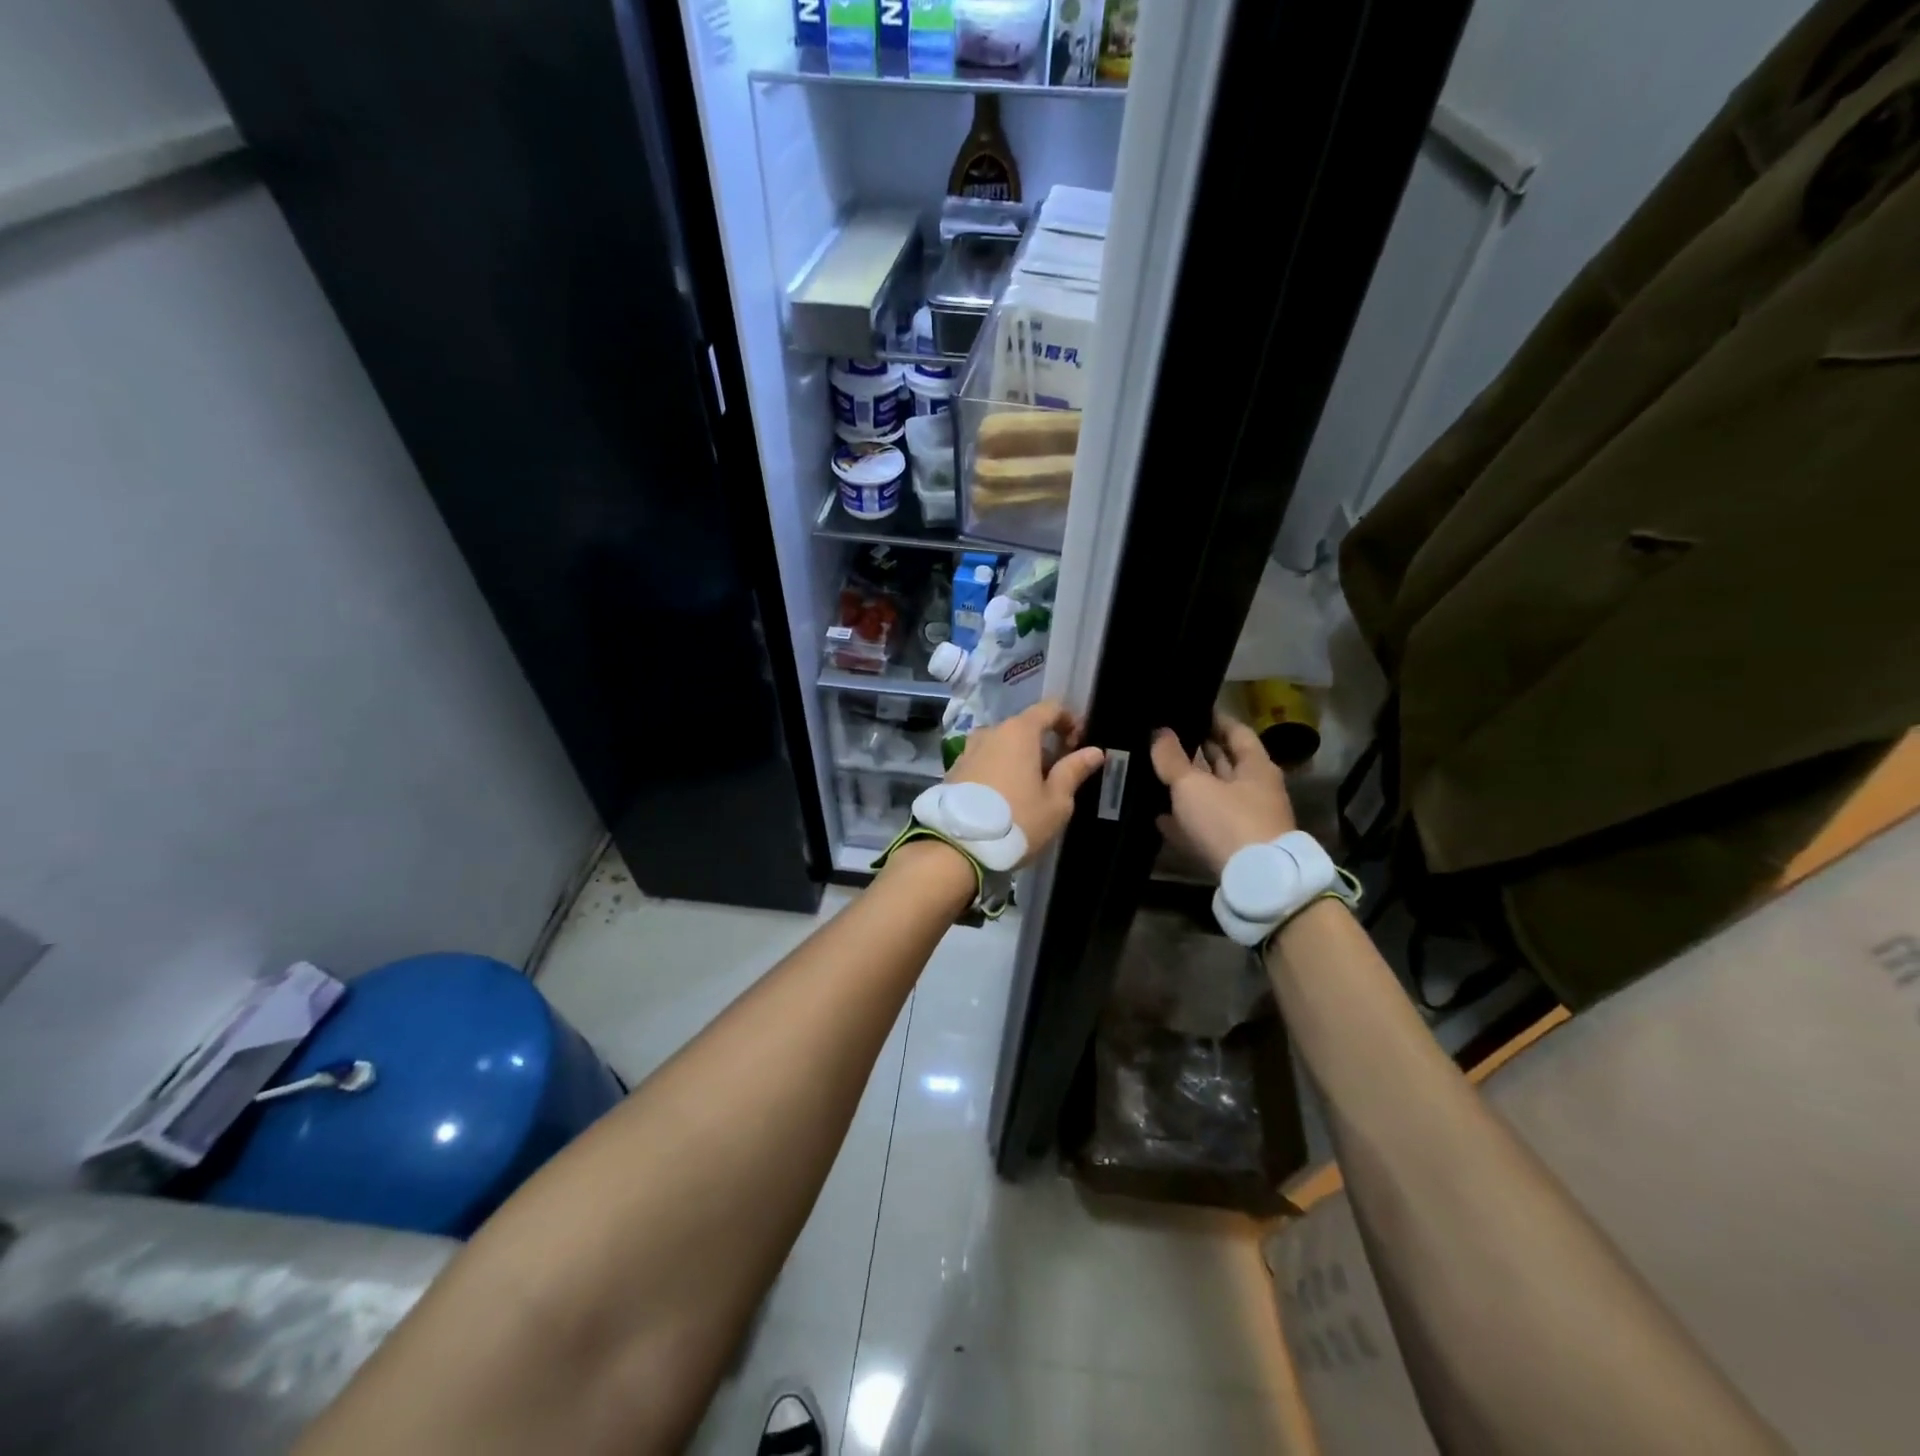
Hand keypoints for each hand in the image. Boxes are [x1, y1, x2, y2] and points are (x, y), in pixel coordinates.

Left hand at [948, 700, 1104, 864]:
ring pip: (1002, 745)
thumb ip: (1074, 771)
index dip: (1069, 721)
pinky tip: (1005, 796)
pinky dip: (999, 769)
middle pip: (1024, 727)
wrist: (957, 846)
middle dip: (1045, 744)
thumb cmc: (1017, 820)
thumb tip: (1095, 751)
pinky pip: (985, 760)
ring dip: (1020, 758)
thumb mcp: (1055, 802)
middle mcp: (991, 732)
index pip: (1050, 708)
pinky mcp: (954, 769)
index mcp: (1019, 732)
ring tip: (1030, 789)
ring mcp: (968, 750)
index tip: (1079, 744)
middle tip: (1058, 774)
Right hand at [1150, 712, 1295, 878]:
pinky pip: (1206, 825)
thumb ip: (1172, 759)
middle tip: (1165, 740)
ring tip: (1156, 774)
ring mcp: (1246, 821)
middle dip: (1198, 752)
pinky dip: (1186, 819)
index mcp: (1255, 767)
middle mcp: (1255, 790)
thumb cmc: (1228, 821)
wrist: (1255, 882)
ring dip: (1189, 786)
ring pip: (1213, 795)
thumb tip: (1159, 732)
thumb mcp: (1193, 785)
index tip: (1188, 710)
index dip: (1213, 719)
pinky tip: (1160, 817)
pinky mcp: (1233, 848)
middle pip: (1225, 763)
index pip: (1235, 731)